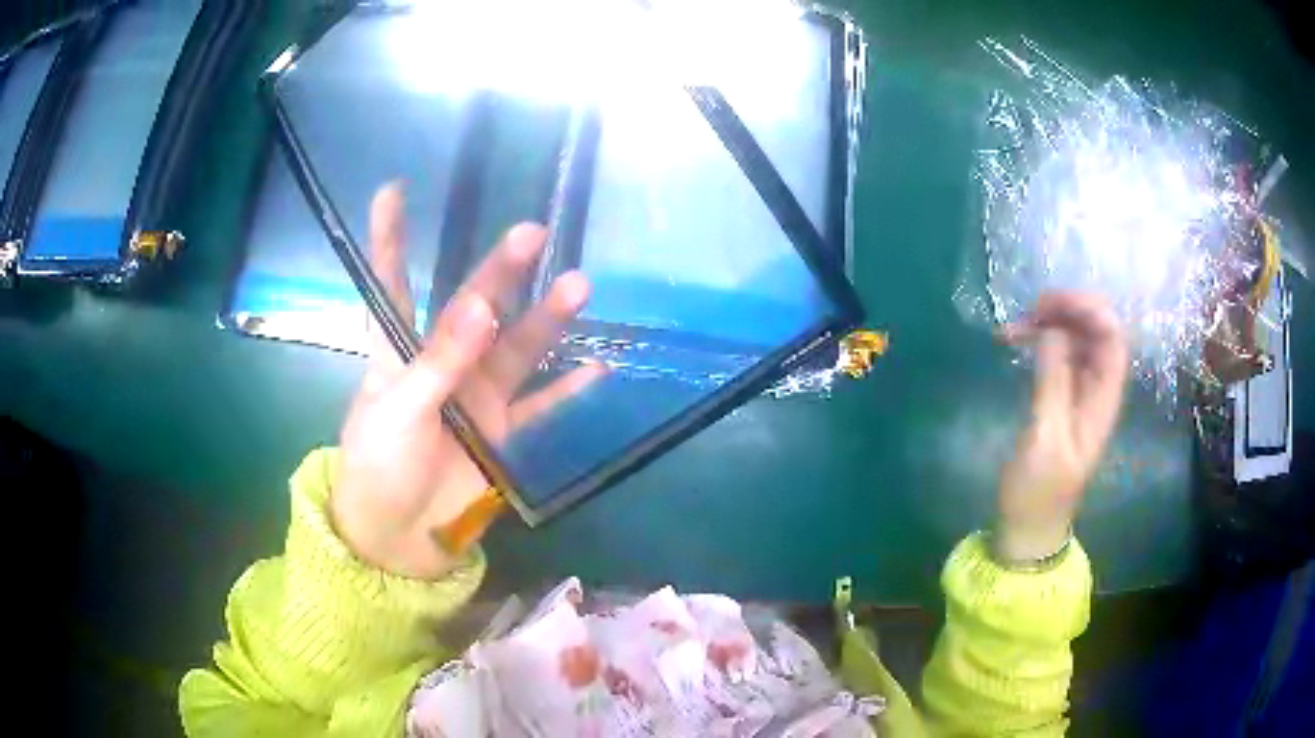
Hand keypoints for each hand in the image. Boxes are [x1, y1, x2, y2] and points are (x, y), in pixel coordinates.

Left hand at [332, 184, 603, 579]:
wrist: (398, 537)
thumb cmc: (378, 467)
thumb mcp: (398, 411)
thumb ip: (440, 362)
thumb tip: (482, 305)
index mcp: (398, 353)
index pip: (391, 285)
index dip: (390, 240)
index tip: (392, 191)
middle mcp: (442, 364)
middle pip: (473, 306)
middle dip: (499, 269)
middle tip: (531, 233)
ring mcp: (476, 398)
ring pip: (516, 348)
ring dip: (546, 319)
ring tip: (578, 286)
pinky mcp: (501, 434)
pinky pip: (540, 406)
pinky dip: (568, 390)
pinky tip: (598, 367)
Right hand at [996, 292, 1128, 562]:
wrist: (1028, 527)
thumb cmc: (1039, 492)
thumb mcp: (1045, 439)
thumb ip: (1052, 383)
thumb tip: (1053, 329)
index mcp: (1104, 399)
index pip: (1112, 337)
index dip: (1090, 310)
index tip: (1050, 304)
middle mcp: (1097, 387)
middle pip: (1095, 330)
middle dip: (1066, 310)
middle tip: (1028, 311)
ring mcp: (1080, 390)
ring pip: (1075, 337)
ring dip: (1049, 322)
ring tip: (1013, 327)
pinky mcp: (1061, 395)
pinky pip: (1058, 352)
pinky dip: (1039, 339)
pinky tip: (1015, 340)